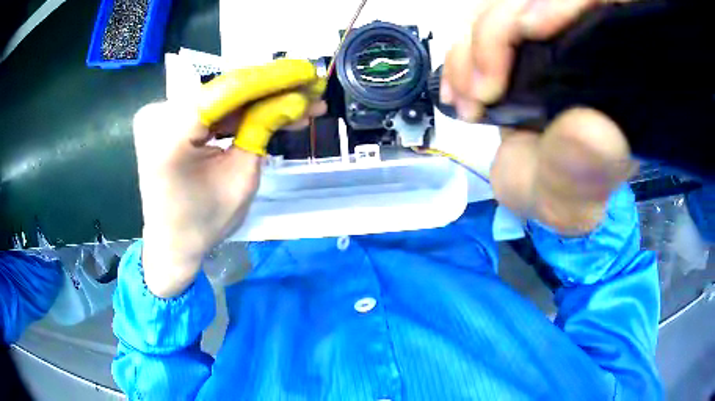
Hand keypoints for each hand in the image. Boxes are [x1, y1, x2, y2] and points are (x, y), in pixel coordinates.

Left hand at [133, 59, 325, 297]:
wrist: (171, 244)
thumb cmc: (203, 224)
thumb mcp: (241, 180)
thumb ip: (263, 130)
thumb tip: (295, 99)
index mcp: (169, 136)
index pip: (227, 90)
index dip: (272, 78)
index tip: (309, 72)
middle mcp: (158, 115)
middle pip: (226, 90)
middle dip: (272, 91)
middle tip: (312, 90)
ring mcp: (159, 114)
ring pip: (222, 97)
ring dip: (260, 101)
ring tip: (301, 105)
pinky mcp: (166, 118)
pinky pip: (210, 108)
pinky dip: (238, 112)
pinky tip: (270, 113)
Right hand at [442, 0, 635, 234]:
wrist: (535, 192)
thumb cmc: (567, 196)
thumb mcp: (581, 195)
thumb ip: (589, 168)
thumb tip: (590, 126)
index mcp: (615, 74)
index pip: (601, 7)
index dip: (564, 3)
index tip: (531, 29)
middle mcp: (583, 48)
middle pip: (532, 0)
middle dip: (498, 32)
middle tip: (486, 89)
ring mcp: (545, 44)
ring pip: (497, 9)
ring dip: (471, 50)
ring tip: (472, 102)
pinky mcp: (514, 49)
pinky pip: (475, 29)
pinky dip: (458, 58)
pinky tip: (460, 92)